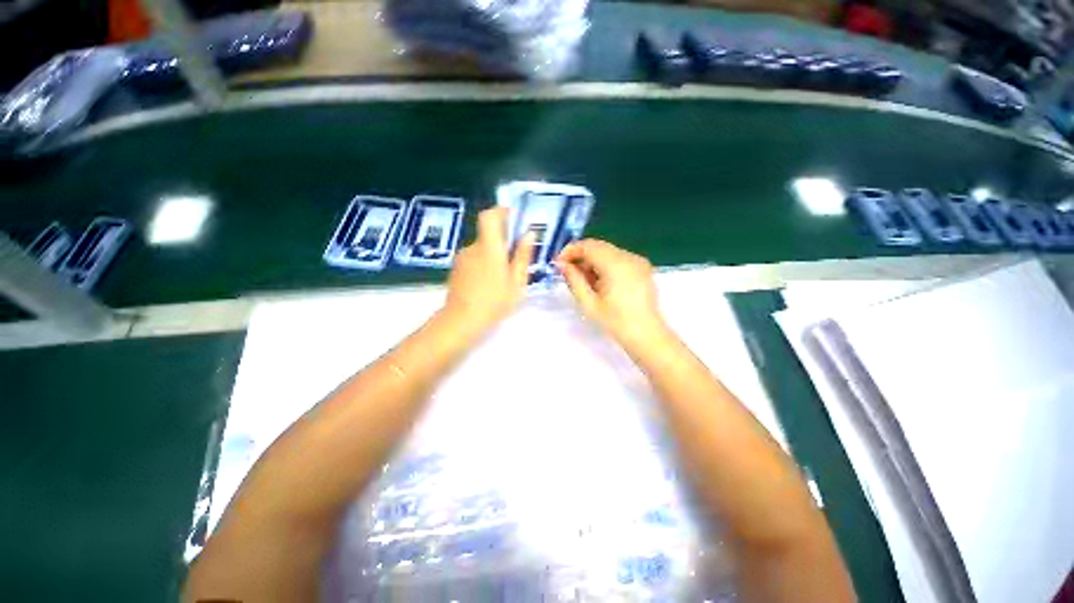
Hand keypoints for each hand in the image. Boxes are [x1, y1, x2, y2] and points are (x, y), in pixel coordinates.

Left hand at [442, 207, 534, 333]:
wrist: (461, 321)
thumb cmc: (494, 301)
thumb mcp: (516, 281)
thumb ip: (522, 255)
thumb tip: (529, 233)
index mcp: (489, 247)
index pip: (489, 216)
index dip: (501, 212)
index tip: (514, 219)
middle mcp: (473, 247)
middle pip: (488, 234)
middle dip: (503, 241)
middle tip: (516, 258)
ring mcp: (462, 258)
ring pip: (482, 248)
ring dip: (493, 255)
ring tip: (503, 277)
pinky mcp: (457, 269)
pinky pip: (474, 259)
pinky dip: (484, 264)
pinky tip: (489, 284)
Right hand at [555, 239, 668, 348]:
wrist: (646, 335)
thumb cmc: (616, 322)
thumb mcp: (589, 303)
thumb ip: (573, 280)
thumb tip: (562, 265)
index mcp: (616, 265)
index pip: (588, 246)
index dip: (571, 251)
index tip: (559, 263)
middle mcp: (629, 257)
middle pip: (598, 246)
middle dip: (581, 256)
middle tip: (568, 272)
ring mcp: (638, 261)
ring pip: (608, 251)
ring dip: (592, 261)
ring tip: (585, 282)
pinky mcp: (642, 267)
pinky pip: (618, 258)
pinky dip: (605, 265)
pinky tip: (600, 282)